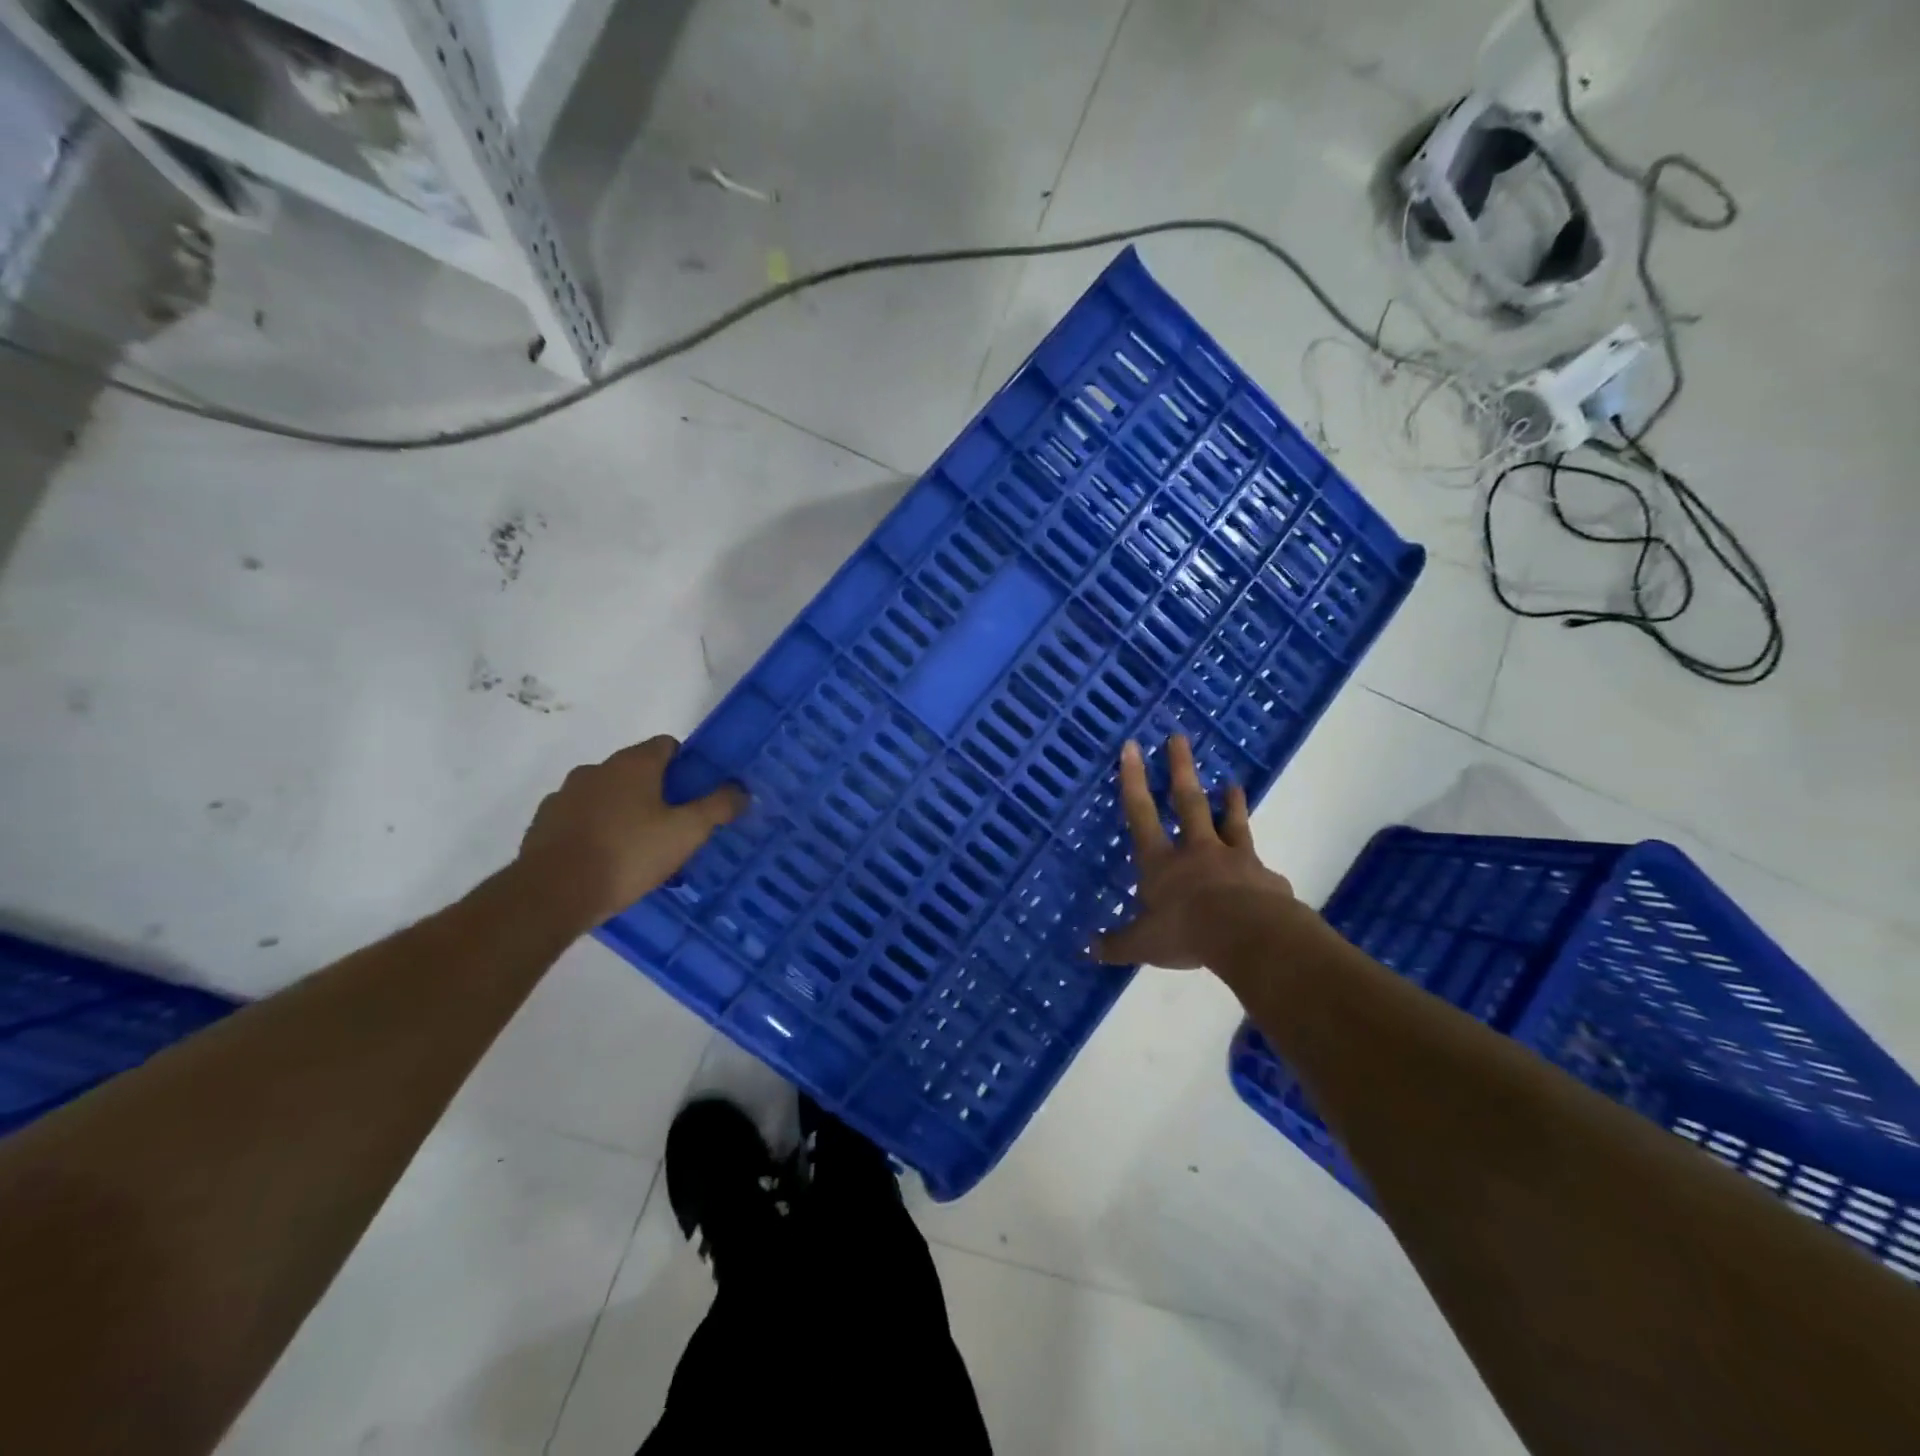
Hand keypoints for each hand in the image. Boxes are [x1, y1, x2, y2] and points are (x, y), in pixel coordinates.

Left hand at [518, 736, 746, 924]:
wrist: (552, 893)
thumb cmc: (628, 855)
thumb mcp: (686, 833)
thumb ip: (717, 807)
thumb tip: (740, 789)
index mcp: (633, 764)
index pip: (667, 745)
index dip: (686, 765)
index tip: (696, 794)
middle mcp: (597, 769)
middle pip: (636, 770)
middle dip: (657, 792)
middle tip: (674, 826)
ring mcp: (565, 795)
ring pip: (607, 795)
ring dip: (624, 811)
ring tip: (639, 849)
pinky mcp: (544, 823)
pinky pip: (581, 818)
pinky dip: (595, 830)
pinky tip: (605, 861)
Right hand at [1094, 735, 1293, 970]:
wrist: (1249, 936)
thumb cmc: (1186, 933)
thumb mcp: (1143, 944)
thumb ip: (1117, 945)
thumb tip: (1087, 950)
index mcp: (1162, 862)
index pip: (1141, 814)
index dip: (1133, 780)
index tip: (1132, 746)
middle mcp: (1197, 850)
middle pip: (1187, 802)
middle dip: (1181, 769)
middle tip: (1179, 738)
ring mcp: (1235, 859)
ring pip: (1231, 823)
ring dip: (1230, 803)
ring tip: (1234, 784)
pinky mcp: (1265, 877)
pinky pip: (1260, 867)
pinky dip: (1260, 868)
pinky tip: (1266, 874)